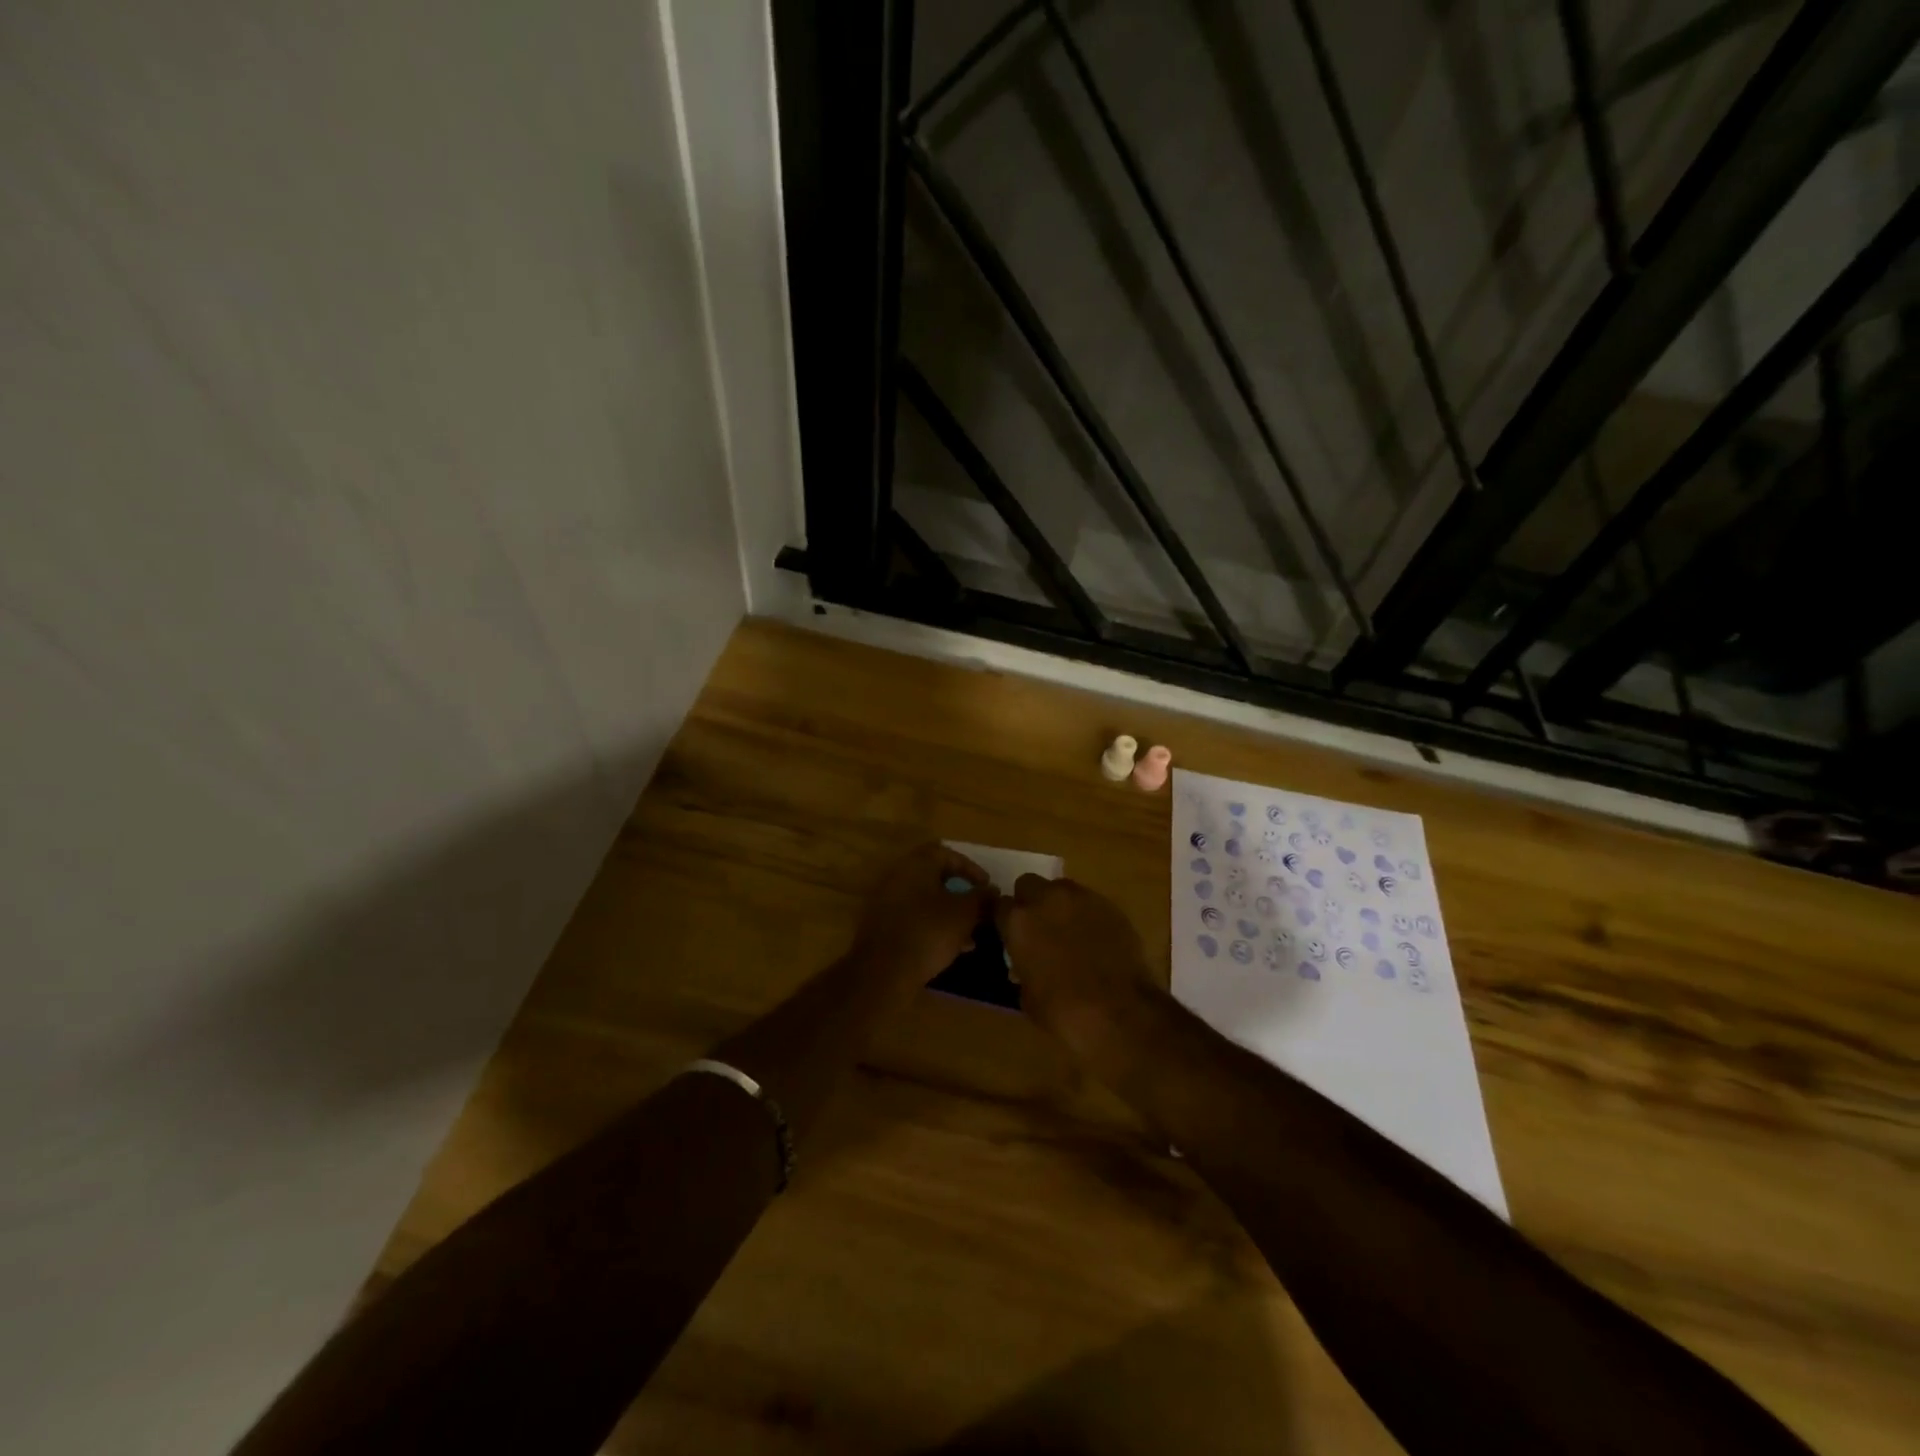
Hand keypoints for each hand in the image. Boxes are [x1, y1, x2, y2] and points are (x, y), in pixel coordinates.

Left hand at [852, 842, 994, 986]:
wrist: (884, 972)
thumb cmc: (929, 932)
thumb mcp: (964, 913)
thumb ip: (981, 898)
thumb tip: (992, 890)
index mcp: (916, 865)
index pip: (946, 853)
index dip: (971, 868)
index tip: (986, 887)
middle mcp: (898, 877)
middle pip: (935, 877)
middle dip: (961, 893)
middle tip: (979, 908)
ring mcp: (887, 902)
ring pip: (926, 901)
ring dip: (950, 913)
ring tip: (971, 934)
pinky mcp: (883, 927)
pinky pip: (915, 918)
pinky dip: (934, 926)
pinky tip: (952, 947)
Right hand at [996, 875, 1164, 1060]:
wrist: (1118, 1012)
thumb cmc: (1063, 1010)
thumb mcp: (1027, 994)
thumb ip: (1022, 966)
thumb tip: (1026, 962)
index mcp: (1018, 921)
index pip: (1000, 906)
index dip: (1005, 920)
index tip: (1010, 933)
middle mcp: (1046, 899)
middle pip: (1029, 884)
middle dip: (1030, 901)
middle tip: (1038, 926)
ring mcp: (1080, 898)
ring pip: (1061, 888)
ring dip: (1059, 904)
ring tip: (1068, 930)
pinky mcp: (1109, 905)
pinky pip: (1089, 902)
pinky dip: (1086, 914)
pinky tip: (1094, 938)